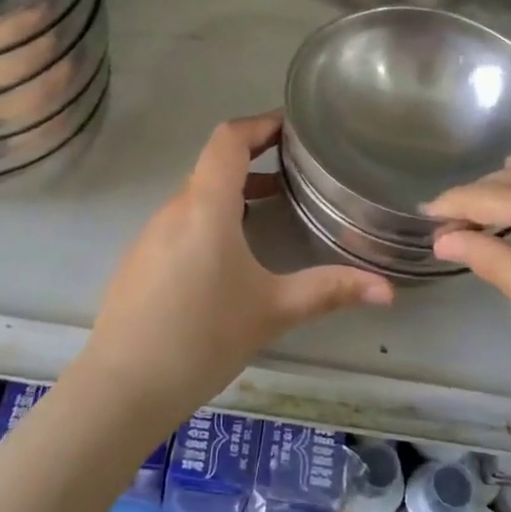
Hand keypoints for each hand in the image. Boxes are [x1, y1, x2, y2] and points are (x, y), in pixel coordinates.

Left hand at [77, 112, 392, 420]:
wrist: (122, 388)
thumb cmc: (202, 338)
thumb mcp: (273, 311)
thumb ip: (330, 291)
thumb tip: (389, 291)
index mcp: (205, 206)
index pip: (228, 139)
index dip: (260, 123)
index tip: (292, 126)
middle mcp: (174, 209)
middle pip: (214, 164)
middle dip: (255, 158)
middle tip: (296, 166)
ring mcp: (151, 234)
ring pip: (197, 195)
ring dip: (234, 190)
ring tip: (274, 204)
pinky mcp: (140, 259)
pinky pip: (182, 220)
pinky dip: (212, 216)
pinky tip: (233, 252)